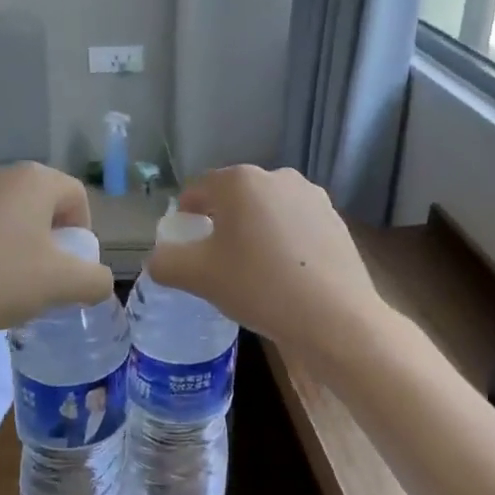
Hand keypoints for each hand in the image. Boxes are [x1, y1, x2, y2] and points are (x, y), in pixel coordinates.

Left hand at [0, 163, 114, 341]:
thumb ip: (95, 281)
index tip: (69, 265)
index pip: (75, 195)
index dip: (81, 230)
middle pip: (34, 200)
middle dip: (42, 234)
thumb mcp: (60, 286)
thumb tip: (99, 281)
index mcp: (32, 181)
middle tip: (36, 274)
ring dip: (5, 236)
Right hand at [146, 165, 385, 358]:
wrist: (335, 317)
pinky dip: (283, 242)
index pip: (197, 190)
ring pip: (266, 211)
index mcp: (239, 181)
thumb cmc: (258, 287)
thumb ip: (165, 262)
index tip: (186, 248)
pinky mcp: (335, 219)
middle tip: (216, 262)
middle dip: (221, 223)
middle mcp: (277, 176)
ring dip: (253, 232)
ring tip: (253, 270)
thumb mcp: (197, 277)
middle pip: (234, 197)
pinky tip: (286, 275)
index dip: (185, 218)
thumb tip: (158, 259)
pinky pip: (295, 225)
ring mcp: (312, 196)